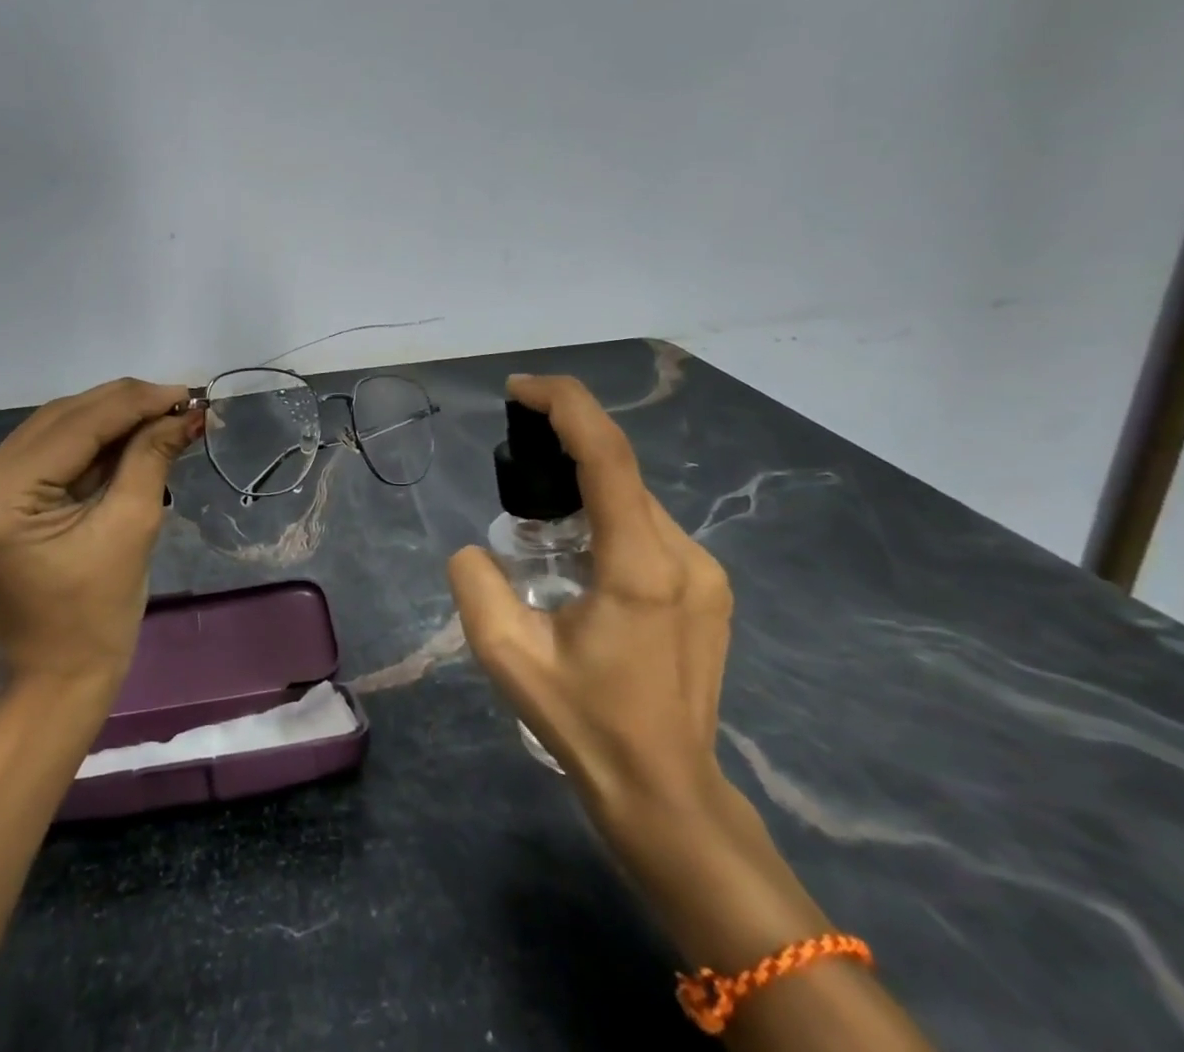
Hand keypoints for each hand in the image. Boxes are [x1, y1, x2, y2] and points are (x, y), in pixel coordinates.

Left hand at [0, 378, 203, 688]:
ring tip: (162, 415)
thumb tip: (184, 412)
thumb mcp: (131, 527)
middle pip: (59, 420)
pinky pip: (48, 452)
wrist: (58, 677)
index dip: (134, 403)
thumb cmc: (97, 616)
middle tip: (179, 402)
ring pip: (54, 429)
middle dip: (124, 407)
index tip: (185, 392)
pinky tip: (130, 434)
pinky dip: (91, 442)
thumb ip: (151, 457)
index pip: (74, 427)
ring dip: (110, 419)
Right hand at [448, 373, 735, 834]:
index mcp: (640, 566)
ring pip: (634, 499)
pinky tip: (577, 555)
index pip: (607, 454)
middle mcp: (684, 556)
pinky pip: (648, 527)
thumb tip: (475, 551)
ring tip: (539, 524)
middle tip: (513, 461)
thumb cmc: (586, 724)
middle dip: (564, 446)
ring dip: (584, 487)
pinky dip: (606, 515)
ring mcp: (704, 572)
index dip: (564, 405)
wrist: (667, 792)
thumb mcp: (507, 656)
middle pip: (620, 470)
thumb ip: (475, 585)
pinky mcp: (708, 588)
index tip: (519, 390)